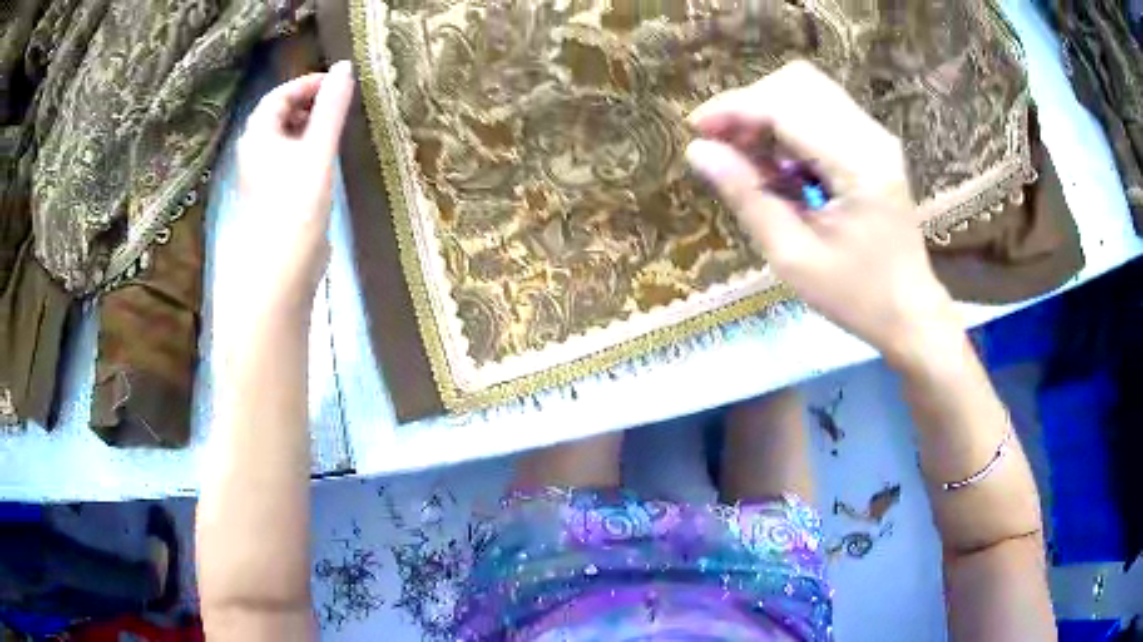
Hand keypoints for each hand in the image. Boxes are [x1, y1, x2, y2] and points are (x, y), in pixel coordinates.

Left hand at [234, 61, 354, 313]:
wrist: (281, 271)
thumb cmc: (295, 207)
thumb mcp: (318, 151)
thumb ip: (332, 108)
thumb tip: (344, 67)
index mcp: (258, 136)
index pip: (280, 95)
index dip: (308, 84)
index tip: (339, 84)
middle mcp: (254, 151)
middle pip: (280, 114)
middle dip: (310, 103)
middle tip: (342, 104)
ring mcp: (261, 176)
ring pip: (285, 137)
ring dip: (310, 126)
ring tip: (339, 127)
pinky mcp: (272, 196)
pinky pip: (289, 158)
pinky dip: (307, 148)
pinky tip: (326, 158)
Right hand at [685, 60, 957, 363]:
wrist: (909, 311)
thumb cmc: (856, 296)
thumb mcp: (793, 258)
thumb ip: (748, 197)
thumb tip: (698, 151)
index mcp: (859, 166)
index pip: (786, 106)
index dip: (735, 109)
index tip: (696, 130)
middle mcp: (871, 136)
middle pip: (797, 83)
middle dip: (750, 105)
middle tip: (723, 145)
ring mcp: (875, 136)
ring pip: (808, 89)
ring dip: (767, 111)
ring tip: (748, 154)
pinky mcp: (873, 144)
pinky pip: (820, 109)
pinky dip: (787, 123)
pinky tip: (778, 162)